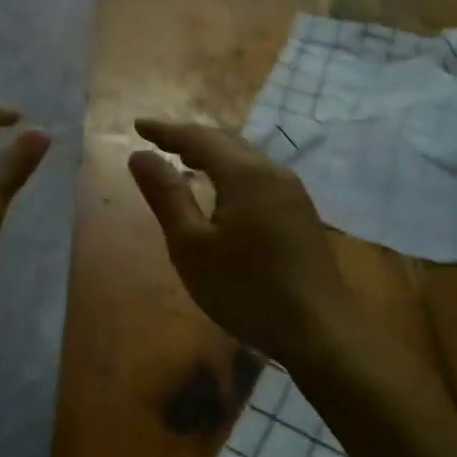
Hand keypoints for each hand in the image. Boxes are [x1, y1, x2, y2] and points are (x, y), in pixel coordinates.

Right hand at [128, 119, 353, 366]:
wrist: (318, 330)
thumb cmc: (244, 288)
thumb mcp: (191, 246)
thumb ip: (166, 196)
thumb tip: (139, 155)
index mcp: (244, 174)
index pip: (197, 138)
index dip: (165, 131)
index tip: (137, 126)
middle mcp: (272, 172)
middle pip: (226, 141)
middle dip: (189, 138)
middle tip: (158, 141)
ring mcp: (293, 192)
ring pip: (246, 158)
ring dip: (212, 154)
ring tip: (185, 161)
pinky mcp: (301, 213)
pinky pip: (259, 176)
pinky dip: (231, 172)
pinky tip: (222, 192)